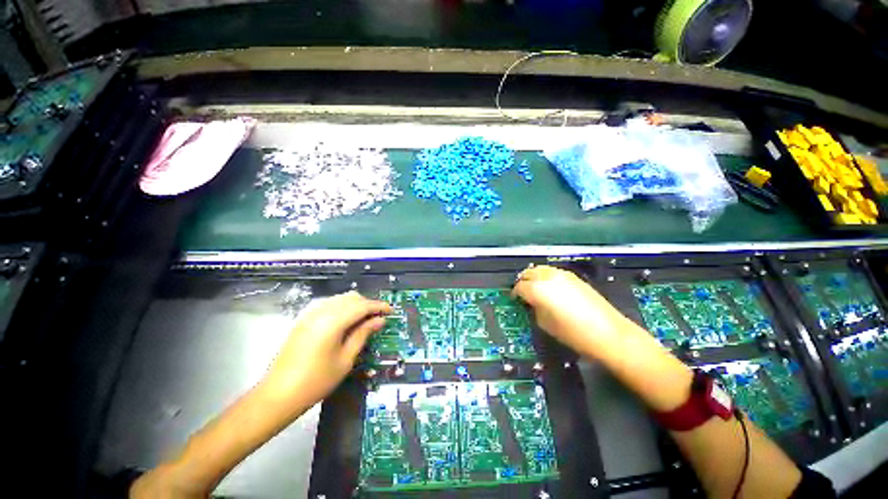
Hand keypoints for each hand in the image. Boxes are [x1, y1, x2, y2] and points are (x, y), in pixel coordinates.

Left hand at [259, 291, 391, 408]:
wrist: (277, 395)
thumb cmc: (316, 381)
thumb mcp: (345, 359)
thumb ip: (363, 334)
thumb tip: (380, 320)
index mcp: (333, 321)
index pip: (362, 306)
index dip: (379, 306)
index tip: (391, 310)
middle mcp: (321, 312)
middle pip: (351, 298)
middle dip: (368, 304)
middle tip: (378, 318)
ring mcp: (310, 314)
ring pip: (340, 299)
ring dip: (355, 305)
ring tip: (365, 320)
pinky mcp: (304, 320)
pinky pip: (329, 305)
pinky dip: (342, 308)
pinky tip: (347, 322)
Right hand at [513, 265, 632, 357]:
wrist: (609, 333)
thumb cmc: (573, 333)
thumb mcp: (545, 323)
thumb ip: (534, 309)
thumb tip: (531, 303)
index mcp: (538, 289)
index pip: (519, 287)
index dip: (515, 294)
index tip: (515, 300)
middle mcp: (548, 277)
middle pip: (528, 273)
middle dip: (523, 282)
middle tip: (523, 294)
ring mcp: (562, 274)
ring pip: (540, 269)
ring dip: (534, 277)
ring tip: (535, 289)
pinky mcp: (573, 276)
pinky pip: (552, 272)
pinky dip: (546, 277)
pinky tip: (550, 288)